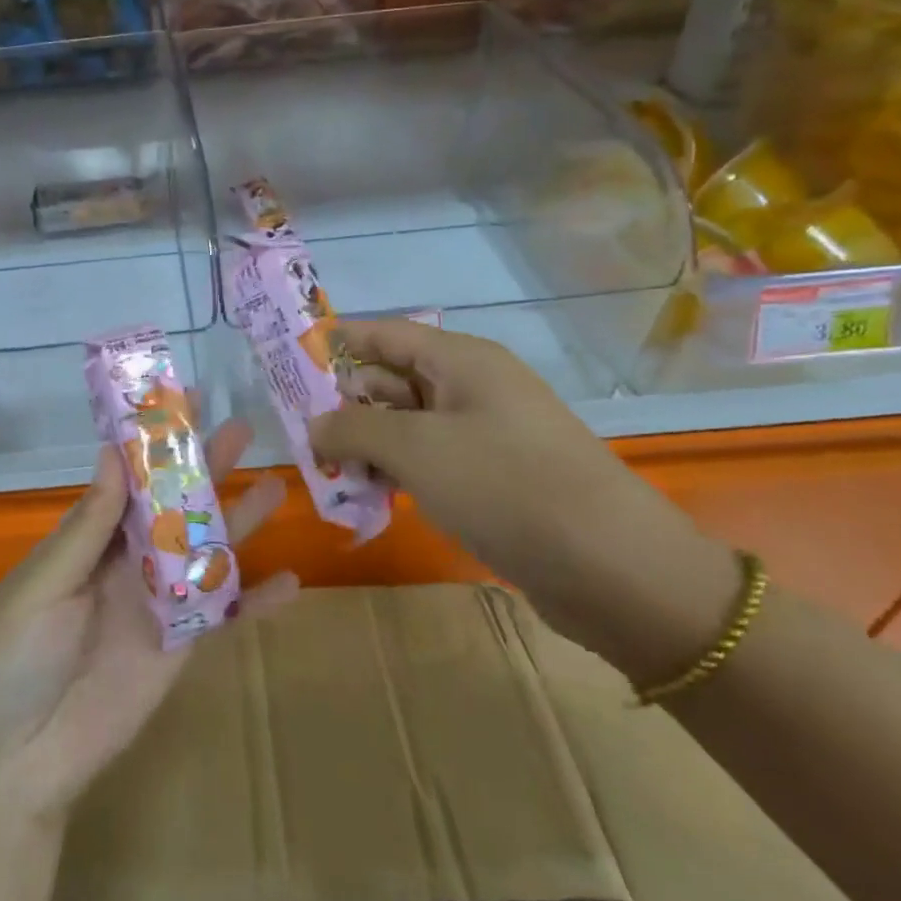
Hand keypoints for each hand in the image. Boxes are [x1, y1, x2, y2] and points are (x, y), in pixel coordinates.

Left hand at [0, 416, 294, 820]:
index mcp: (90, 540)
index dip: (157, 448)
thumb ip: (89, 525)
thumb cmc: (14, 658)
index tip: (185, 408)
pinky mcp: (179, 647)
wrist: (17, 758)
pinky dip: (255, 602)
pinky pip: (222, 617)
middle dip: (207, 471)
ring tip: (277, 486)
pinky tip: (292, 582)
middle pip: (176, 508)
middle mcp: (127, 562)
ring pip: (206, 552)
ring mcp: (158, 603)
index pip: (131, 481)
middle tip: (244, 432)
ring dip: (240, 523)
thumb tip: (112, 452)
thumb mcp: (46, 583)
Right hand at [309, 320, 701, 651]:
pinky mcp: (494, 477)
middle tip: (300, 437)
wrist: (613, 567)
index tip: (287, 362)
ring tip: (328, 476)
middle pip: (391, 380)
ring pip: (407, 426)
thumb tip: (315, 425)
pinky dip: (397, 473)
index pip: (383, 333)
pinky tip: (370, 499)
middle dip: (345, 405)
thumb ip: (354, 428)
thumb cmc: (504, 485)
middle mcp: (473, 387)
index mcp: (460, 360)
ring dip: (367, 446)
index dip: (335, 343)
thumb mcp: (415, 448)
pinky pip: (430, 462)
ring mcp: (486, 433)